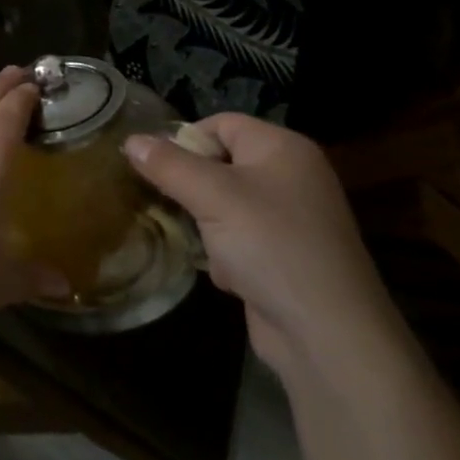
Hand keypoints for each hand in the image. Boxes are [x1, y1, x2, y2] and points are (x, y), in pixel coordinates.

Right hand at [125, 115, 394, 372]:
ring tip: (201, 244)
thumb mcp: (212, 196)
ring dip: (206, 224)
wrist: (328, 335)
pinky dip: (226, 253)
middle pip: (221, 163)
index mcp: (283, 148)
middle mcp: (291, 176)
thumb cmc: (270, 245)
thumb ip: (168, 164)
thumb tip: (131, 139)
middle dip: (192, 188)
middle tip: (170, 205)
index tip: (157, 168)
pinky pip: (240, 238)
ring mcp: (291, 219)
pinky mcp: (285, 257)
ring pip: (225, 204)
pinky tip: (228, 275)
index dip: (186, 141)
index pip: (221, 124)